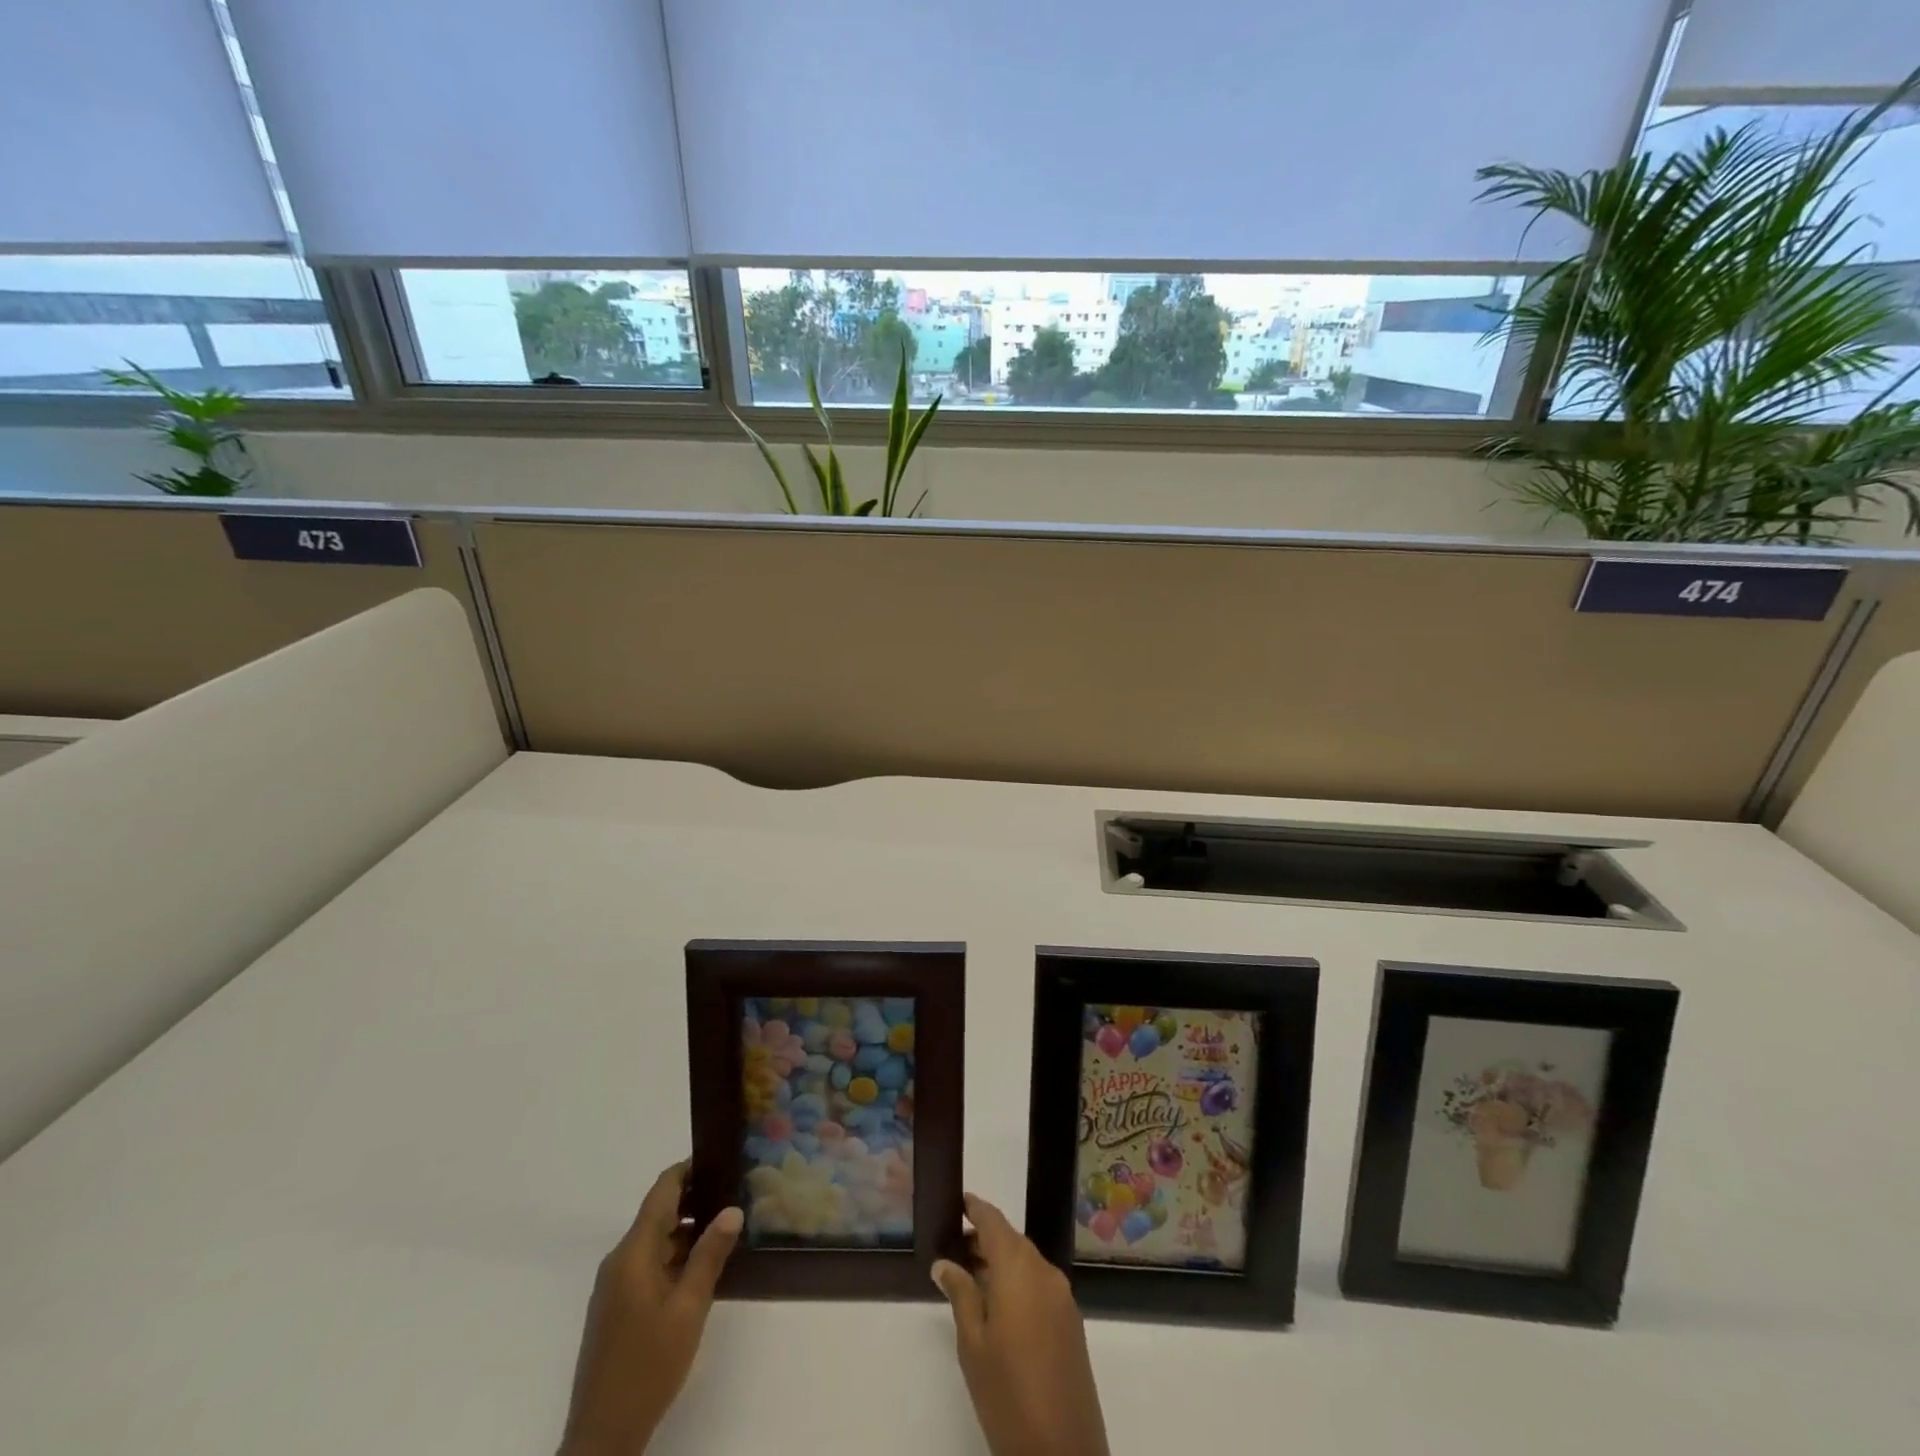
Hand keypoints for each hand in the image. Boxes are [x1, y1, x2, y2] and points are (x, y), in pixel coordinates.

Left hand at [558, 1162, 742, 1455]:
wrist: (602, 1437)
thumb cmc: (649, 1365)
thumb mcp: (689, 1309)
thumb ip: (710, 1255)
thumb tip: (732, 1209)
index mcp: (633, 1252)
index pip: (662, 1191)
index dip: (689, 1170)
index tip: (721, 1160)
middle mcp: (619, 1260)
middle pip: (658, 1213)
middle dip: (694, 1200)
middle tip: (734, 1194)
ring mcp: (614, 1286)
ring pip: (654, 1241)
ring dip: (686, 1231)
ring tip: (725, 1229)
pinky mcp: (615, 1308)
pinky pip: (647, 1264)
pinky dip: (674, 1256)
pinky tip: (701, 1269)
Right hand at [932, 1193, 1108, 1455]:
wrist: (1063, 1453)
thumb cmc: (1007, 1394)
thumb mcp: (973, 1344)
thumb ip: (960, 1295)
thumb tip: (944, 1263)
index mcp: (1019, 1269)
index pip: (995, 1222)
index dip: (976, 1209)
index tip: (959, 1202)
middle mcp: (1045, 1272)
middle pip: (1013, 1241)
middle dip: (986, 1238)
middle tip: (957, 1246)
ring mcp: (1063, 1298)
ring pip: (1028, 1263)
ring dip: (1003, 1262)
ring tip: (973, 1276)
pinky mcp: (1072, 1322)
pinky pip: (1041, 1285)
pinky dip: (1020, 1282)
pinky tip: (1000, 1305)